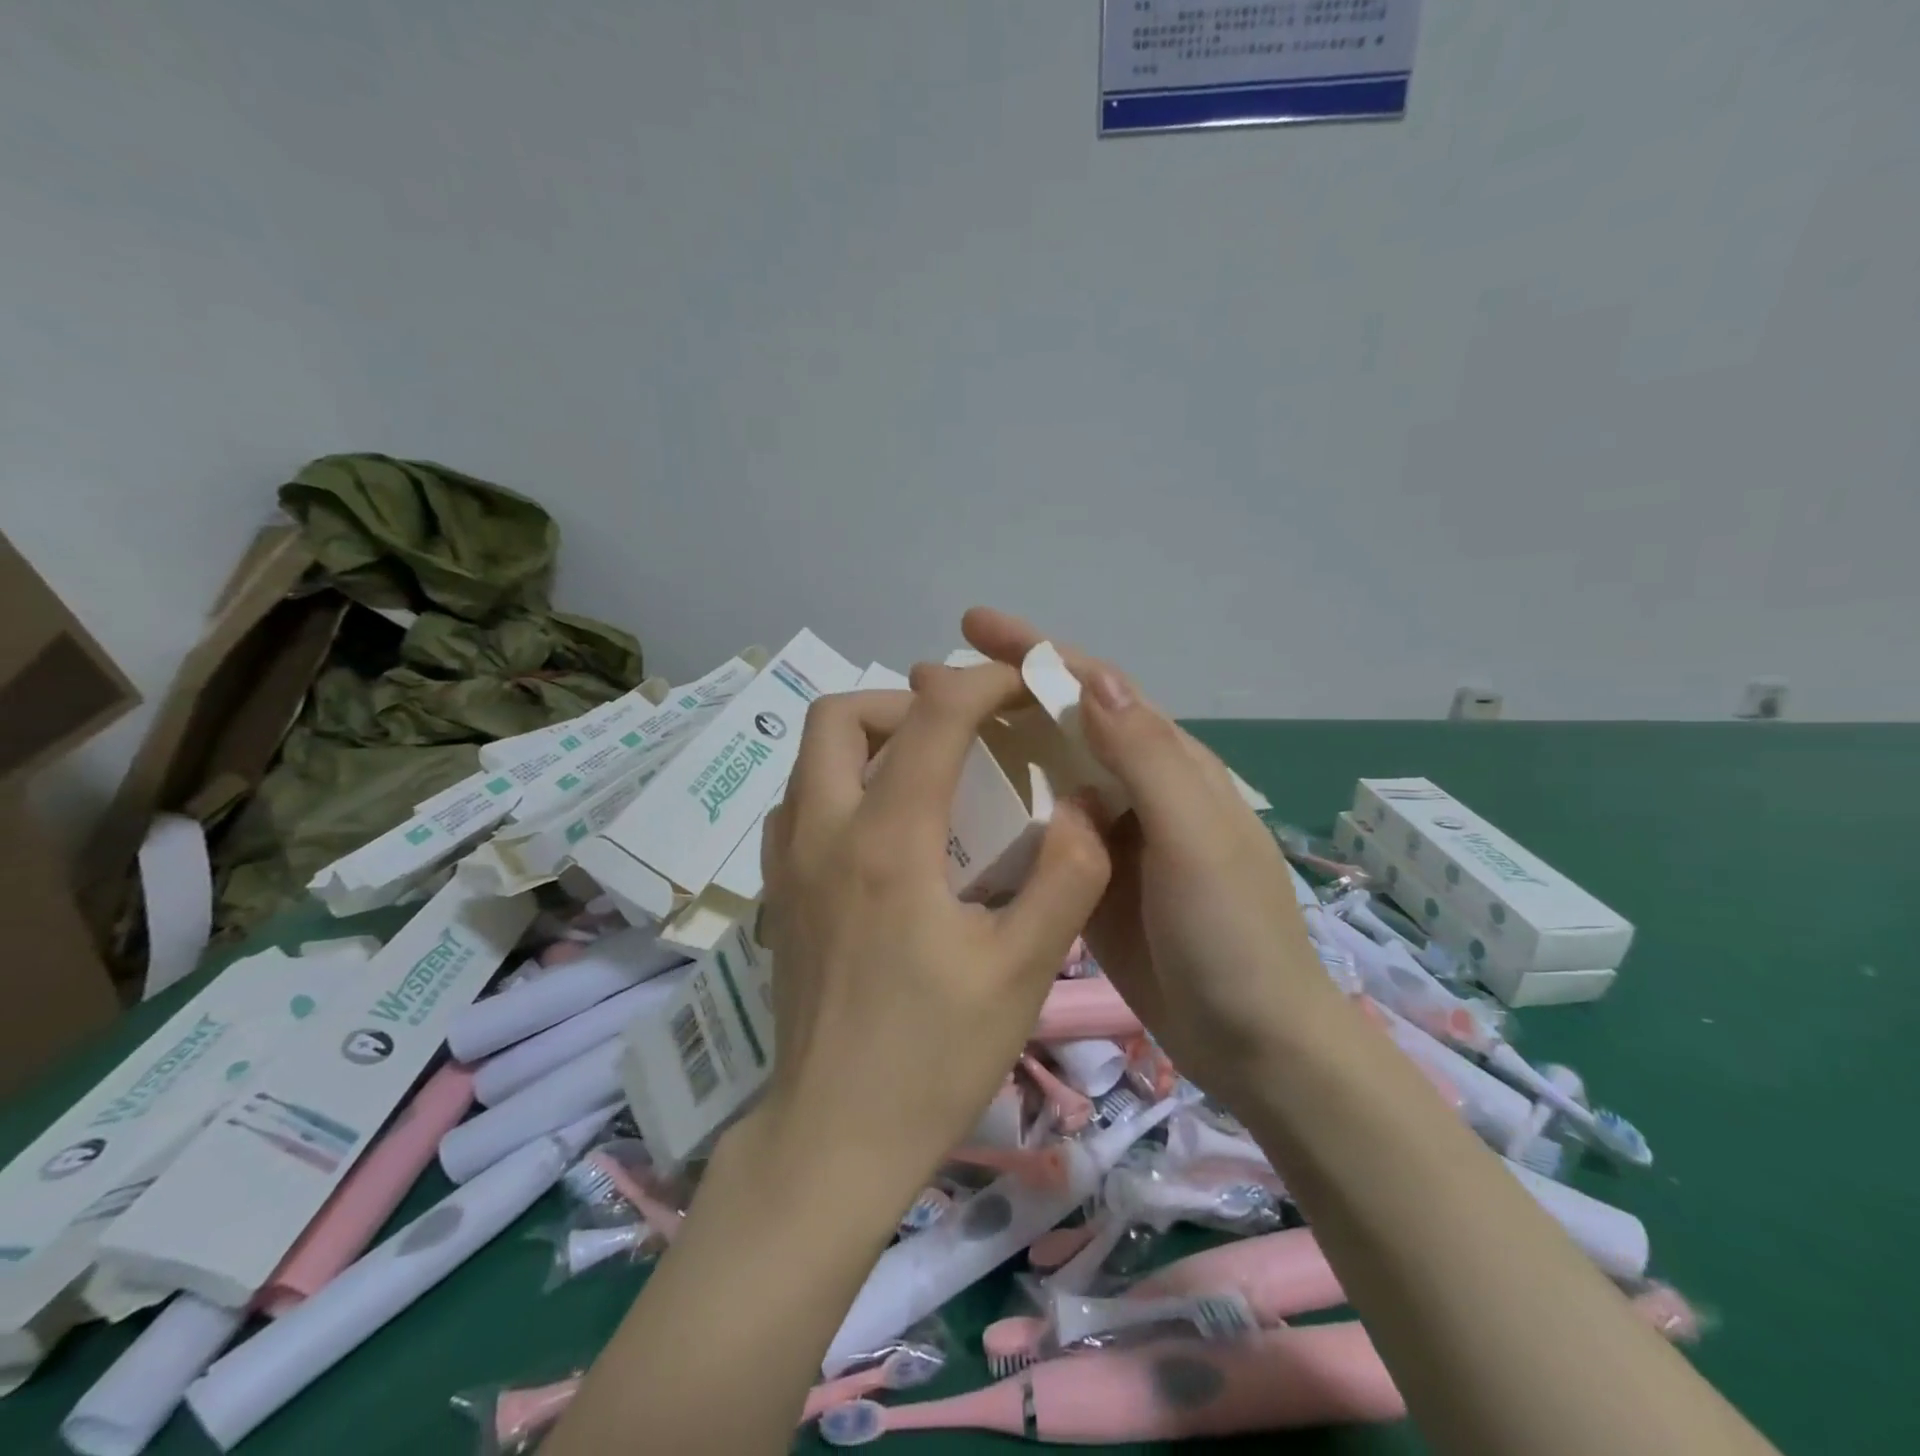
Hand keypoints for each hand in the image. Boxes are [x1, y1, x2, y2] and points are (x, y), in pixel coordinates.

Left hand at [747, 663, 1111, 1207]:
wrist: (832, 1140)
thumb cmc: (932, 1057)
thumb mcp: (1023, 970)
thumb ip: (1066, 875)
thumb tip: (1083, 803)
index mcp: (888, 840)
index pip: (933, 714)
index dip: (984, 682)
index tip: (1023, 687)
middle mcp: (823, 831)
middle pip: (840, 713)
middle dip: (906, 701)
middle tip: (960, 735)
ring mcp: (787, 862)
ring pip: (811, 756)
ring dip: (870, 740)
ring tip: (927, 775)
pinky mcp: (776, 893)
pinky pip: (800, 802)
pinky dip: (842, 784)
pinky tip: (886, 831)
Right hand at [962, 608, 1336, 1111]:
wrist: (1251, 1042)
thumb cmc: (1230, 934)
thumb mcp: (1195, 838)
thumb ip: (1147, 757)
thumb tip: (1092, 678)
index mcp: (1168, 762)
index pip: (1096, 688)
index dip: (1036, 652)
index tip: (972, 627)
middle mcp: (1136, 786)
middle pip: (1062, 722)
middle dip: (1000, 692)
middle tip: (925, 682)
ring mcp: (1110, 834)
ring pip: (1044, 771)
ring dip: (993, 744)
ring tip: (926, 734)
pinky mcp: (1089, 876)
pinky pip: (1038, 826)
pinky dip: (1000, 805)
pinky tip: (955, 807)